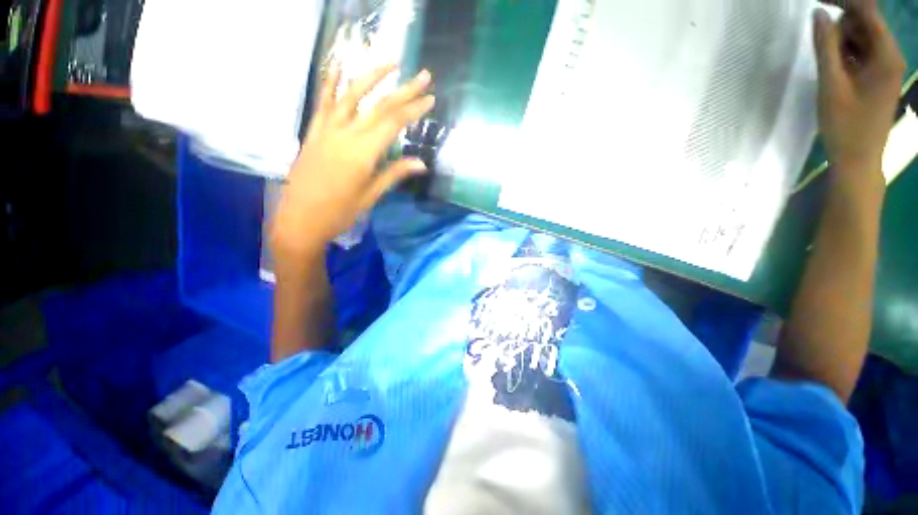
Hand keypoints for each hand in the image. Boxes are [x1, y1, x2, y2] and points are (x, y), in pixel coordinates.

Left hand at [272, 63, 434, 259]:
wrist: (300, 219)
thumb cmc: (340, 213)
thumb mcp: (371, 196)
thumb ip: (394, 174)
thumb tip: (421, 163)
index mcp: (363, 153)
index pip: (394, 123)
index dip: (414, 109)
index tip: (430, 99)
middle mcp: (346, 134)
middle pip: (379, 106)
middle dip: (404, 90)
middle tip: (423, 76)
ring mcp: (327, 129)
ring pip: (352, 95)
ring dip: (372, 76)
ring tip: (390, 62)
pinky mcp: (314, 131)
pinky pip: (323, 102)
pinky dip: (331, 82)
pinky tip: (338, 64)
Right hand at [813, 0, 904, 175]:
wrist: (857, 159)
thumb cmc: (845, 124)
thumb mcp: (831, 83)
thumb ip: (826, 46)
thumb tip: (819, 13)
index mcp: (886, 54)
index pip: (868, 11)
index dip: (844, 0)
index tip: (818, 1)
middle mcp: (891, 55)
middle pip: (866, 22)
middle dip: (842, 21)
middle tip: (818, 34)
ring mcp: (885, 67)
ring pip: (862, 38)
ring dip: (842, 39)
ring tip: (826, 56)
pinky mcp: (877, 77)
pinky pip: (862, 53)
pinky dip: (846, 52)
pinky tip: (834, 64)